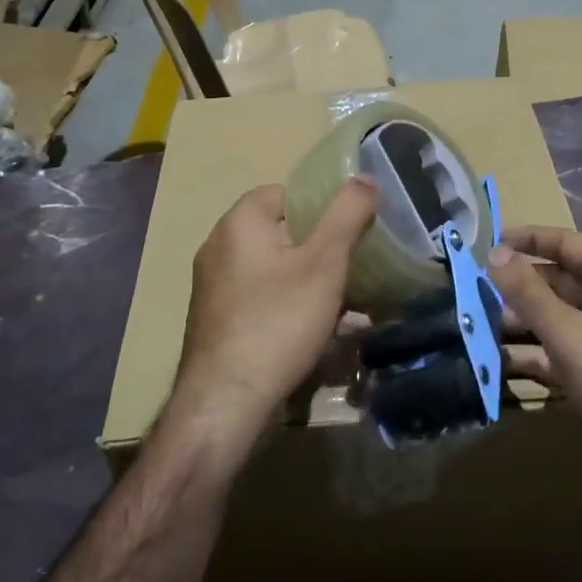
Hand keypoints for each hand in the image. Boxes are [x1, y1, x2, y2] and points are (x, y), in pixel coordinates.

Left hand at [171, 178, 379, 452]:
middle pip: (285, 236)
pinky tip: (325, 341)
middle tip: (355, 274)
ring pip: (279, 274)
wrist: (225, 404)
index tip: (350, 232)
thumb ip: (347, 214)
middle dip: (325, 256)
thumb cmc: (278, 321)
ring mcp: (216, 288)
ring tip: (352, 315)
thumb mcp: (324, 263)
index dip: (322, 209)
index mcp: (240, 222)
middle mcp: (220, 247)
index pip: (286, 194)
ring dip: (316, 290)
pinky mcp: (219, 323)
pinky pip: (265, 304)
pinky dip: (294, 313)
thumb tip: (365, 176)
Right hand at [487, 226, 581, 530]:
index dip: (529, 239)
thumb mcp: (571, 335)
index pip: (567, 244)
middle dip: (518, 288)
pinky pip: (563, 357)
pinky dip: (535, 357)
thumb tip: (494, 252)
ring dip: (521, 325)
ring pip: (558, 322)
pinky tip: (499, 365)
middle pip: (559, 284)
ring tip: (476, 330)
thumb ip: (529, 293)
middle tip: (472, 293)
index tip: (488, 242)